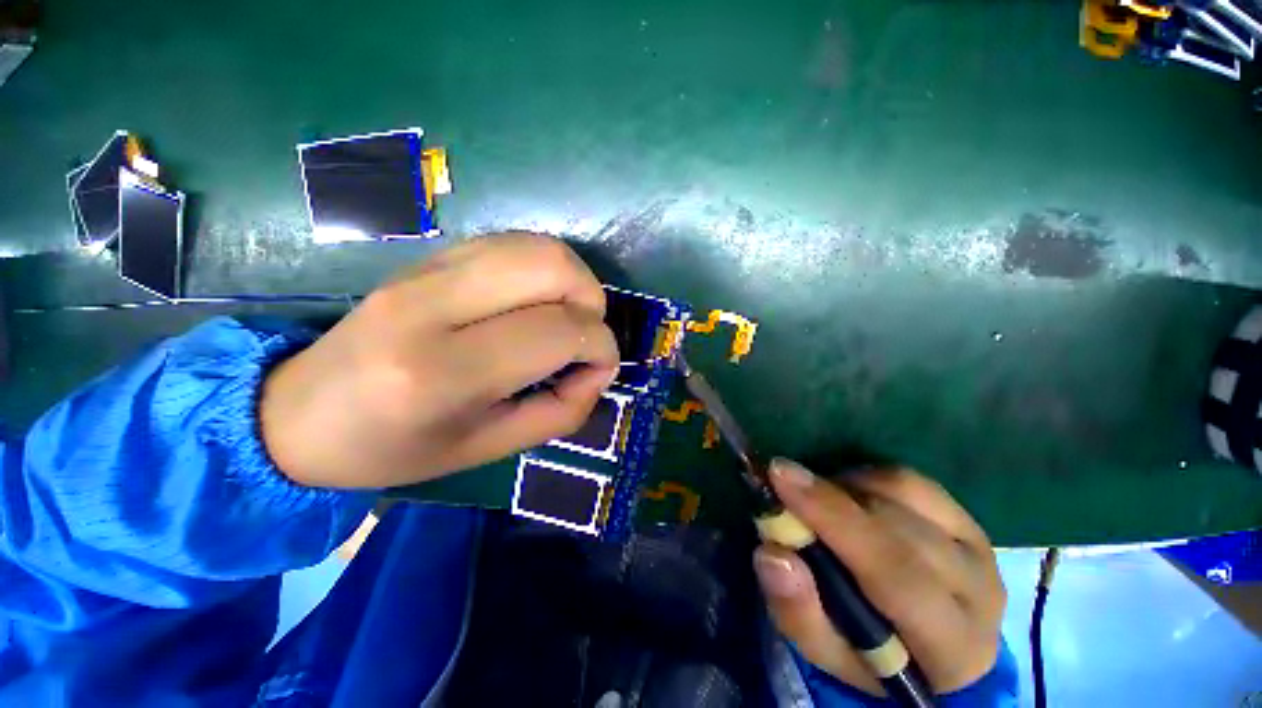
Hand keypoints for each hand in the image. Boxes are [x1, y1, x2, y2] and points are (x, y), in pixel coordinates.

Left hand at [259, 234, 619, 488]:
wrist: (298, 415)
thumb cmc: (397, 448)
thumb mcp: (491, 448)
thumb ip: (563, 410)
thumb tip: (599, 368)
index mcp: (445, 372)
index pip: (559, 331)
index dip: (601, 347)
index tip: (600, 368)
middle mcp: (432, 305)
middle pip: (552, 266)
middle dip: (591, 300)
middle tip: (586, 335)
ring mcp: (424, 270)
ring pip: (535, 245)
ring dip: (572, 280)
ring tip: (566, 317)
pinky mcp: (424, 257)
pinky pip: (509, 242)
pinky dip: (542, 269)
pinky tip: (534, 301)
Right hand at [753, 460, 1004, 694]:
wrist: (928, 646)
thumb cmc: (870, 655)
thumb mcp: (825, 650)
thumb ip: (798, 610)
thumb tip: (773, 553)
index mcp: (950, 648)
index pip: (895, 573)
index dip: (833, 517)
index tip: (780, 476)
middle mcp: (978, 592)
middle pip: (898, 528)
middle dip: (830, 498)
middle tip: (782, 479)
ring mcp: (979, 549)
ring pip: (904, 495)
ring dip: (847, 488)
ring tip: (818, 502)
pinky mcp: (968, 520)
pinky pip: (910, 481)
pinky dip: (867, 478)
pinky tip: (848, 495)